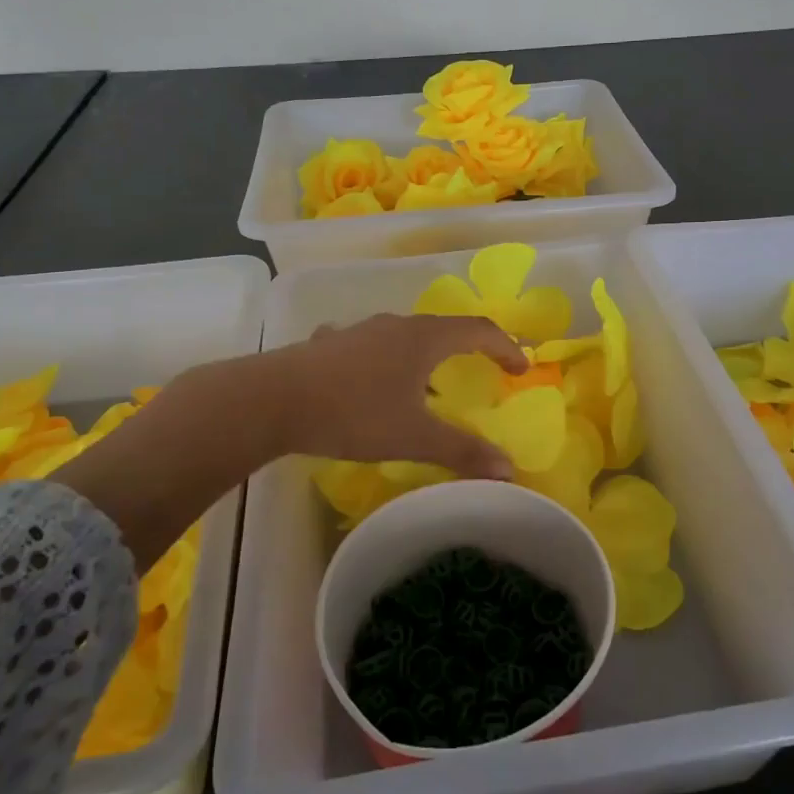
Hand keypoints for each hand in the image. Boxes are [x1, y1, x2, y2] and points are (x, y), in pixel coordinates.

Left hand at [272, 313, 528, 479]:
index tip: (520, 368)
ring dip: (425, 354)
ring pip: (404, 336)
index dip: (505, 346)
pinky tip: (370, 377)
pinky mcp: (330, 344)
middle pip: (443, 328)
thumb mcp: (413, 436)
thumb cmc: (353, 412)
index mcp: (423, 338)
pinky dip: (384, 359)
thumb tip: (508, 468)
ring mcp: (359, 330)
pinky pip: (369, 345)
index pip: (478, 330)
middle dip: (468, 348)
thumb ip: (462, 450)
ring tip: (428, 382)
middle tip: (482, 370)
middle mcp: (395, 325)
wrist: (273, 399)